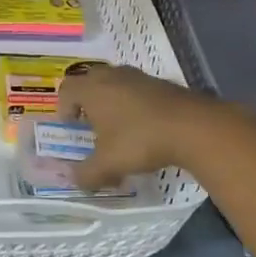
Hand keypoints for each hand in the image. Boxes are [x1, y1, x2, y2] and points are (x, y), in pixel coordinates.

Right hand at [57, 63, 228, 189]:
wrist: (192, 126)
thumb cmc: (140, 140)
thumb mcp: (108, 164)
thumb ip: (87, 174)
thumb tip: (75, 180)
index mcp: (93, 89)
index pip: (66, 89)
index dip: (63, 108)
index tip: (71, 127)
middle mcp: (113, 76)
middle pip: (90, 80)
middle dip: (86, 101)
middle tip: (90, 124)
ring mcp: (139, 76)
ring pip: (115, 83)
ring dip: (111, 101)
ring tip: (118, 127)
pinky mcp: (161, 83)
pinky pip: (137, 89)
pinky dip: (133, 104)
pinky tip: (144, 127)